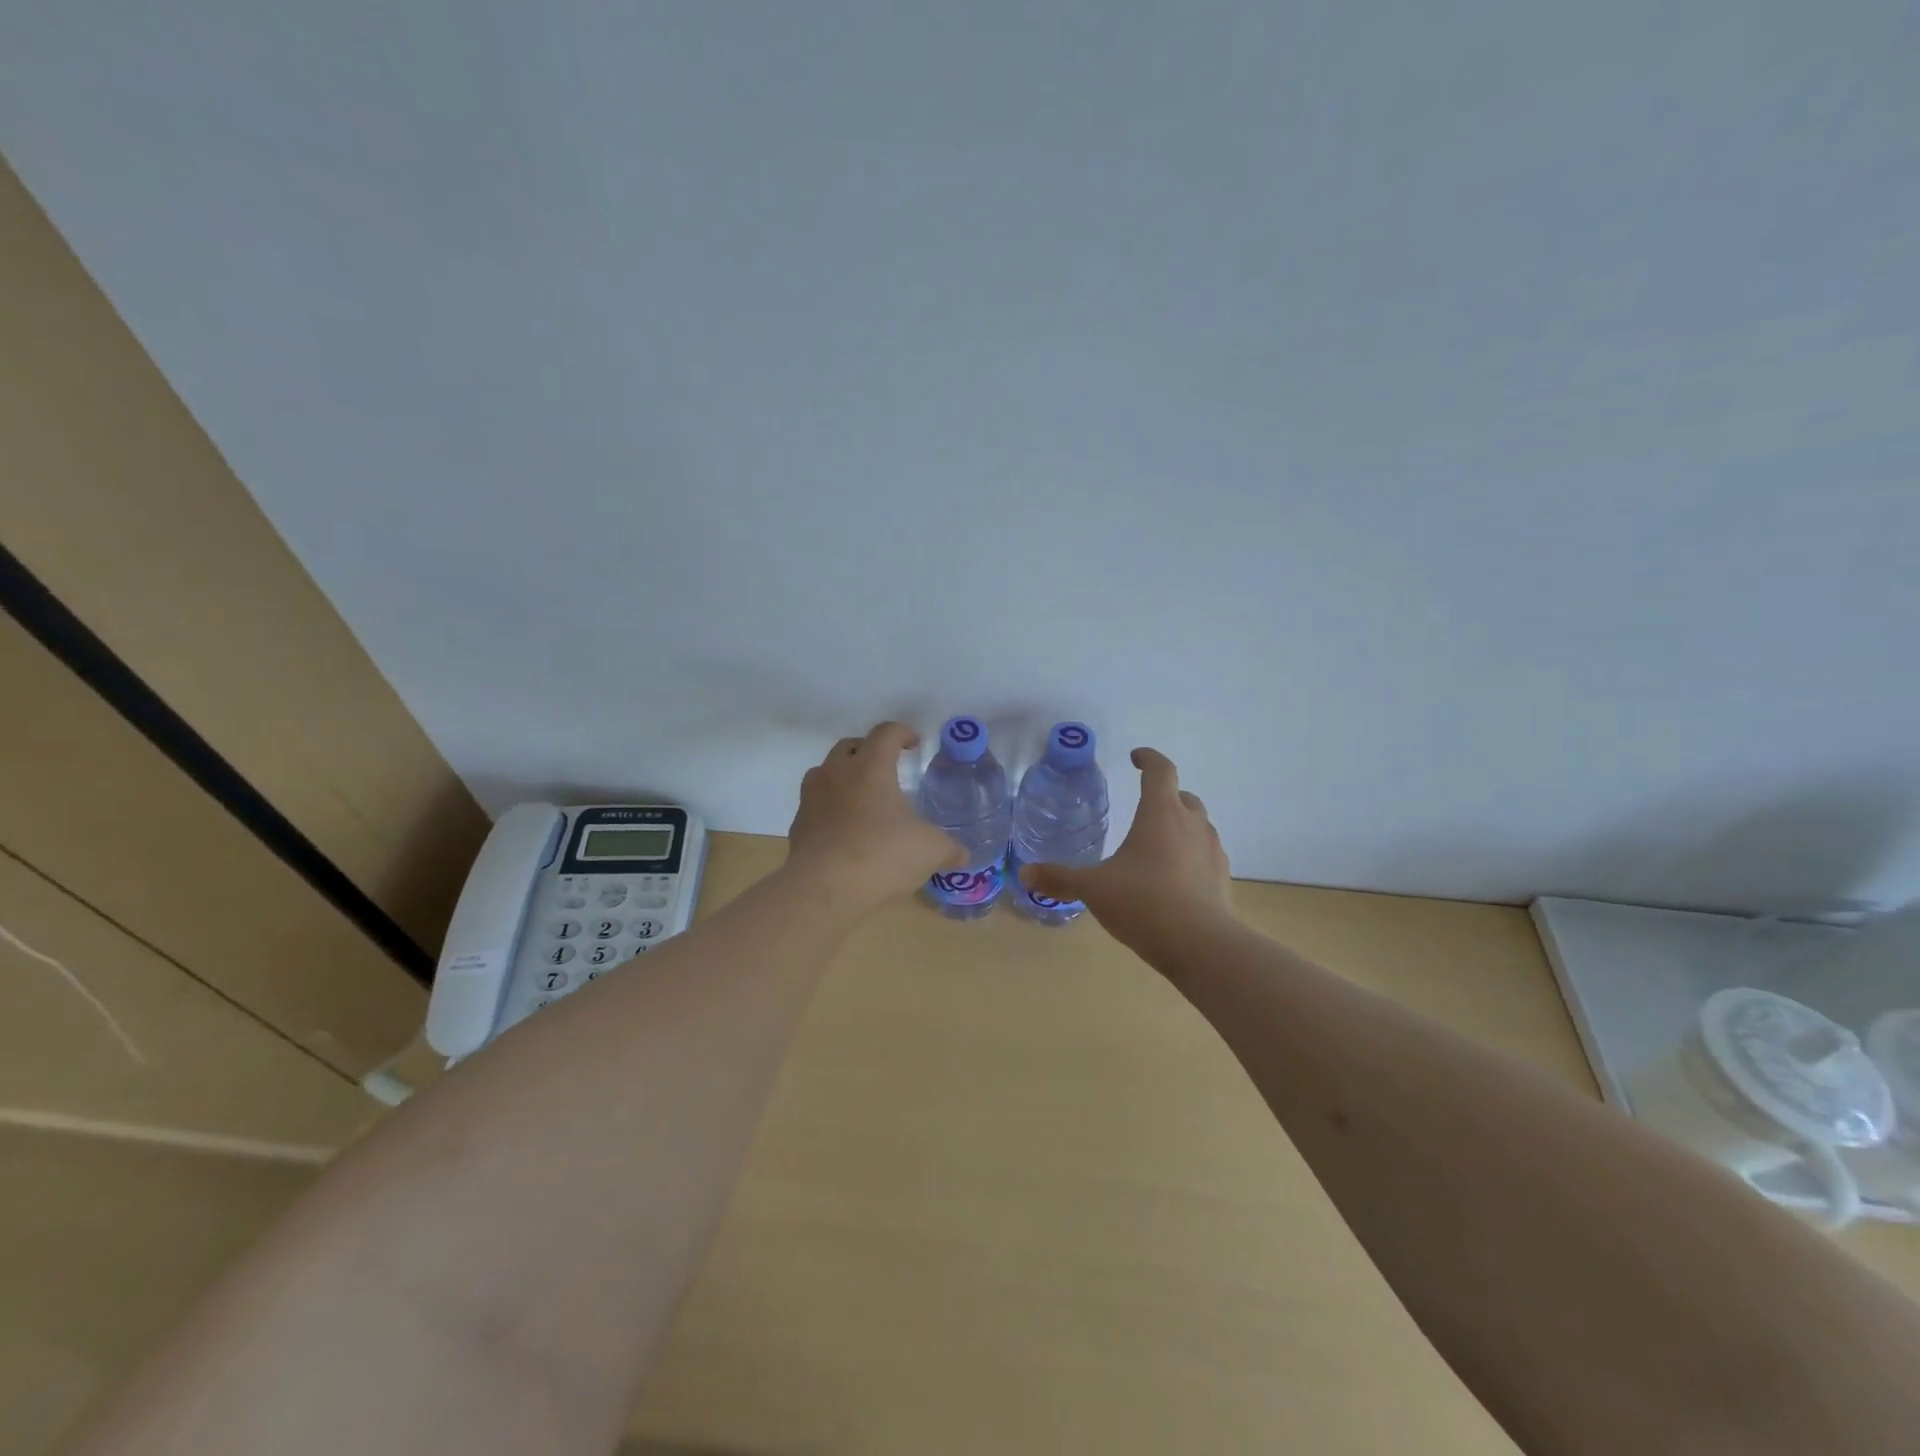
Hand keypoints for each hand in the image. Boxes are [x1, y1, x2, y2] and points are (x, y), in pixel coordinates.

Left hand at [786, 721, 964, 916]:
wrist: (824, 889)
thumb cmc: (882, 855)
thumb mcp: (929, 851)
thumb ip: (949, 848)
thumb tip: (962, 855)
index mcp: (870, 767)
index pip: (886, 732)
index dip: (903, 733)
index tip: (914, 743)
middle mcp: (836, 773)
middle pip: (850, 747)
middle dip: (869, 752)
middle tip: (887, 769)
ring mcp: (811, 798)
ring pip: (825, 773)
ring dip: (844, 778)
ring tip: (862, 799)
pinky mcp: (798, 826)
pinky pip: (815, 806)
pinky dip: (830, 810)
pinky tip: (844, 832)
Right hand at [1019, 747, 1232, 953]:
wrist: (1202, 946)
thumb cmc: (1144, 902)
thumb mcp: (1094, 889)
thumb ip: (1060, 878)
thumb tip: (1025, 873)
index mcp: (1161, 813)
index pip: (1160, 770)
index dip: (1148, 759)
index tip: (1135, 758)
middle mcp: (1192, 824)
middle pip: (1183, 796)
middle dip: (1165, 796)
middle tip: (1143, 807)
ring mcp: (1212, 851)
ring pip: (1198, 825)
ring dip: (1180, 827)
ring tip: (1156, 847)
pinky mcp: (1222, 878)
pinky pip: (1205, 855)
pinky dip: (1190, 856)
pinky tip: (1173, 879)